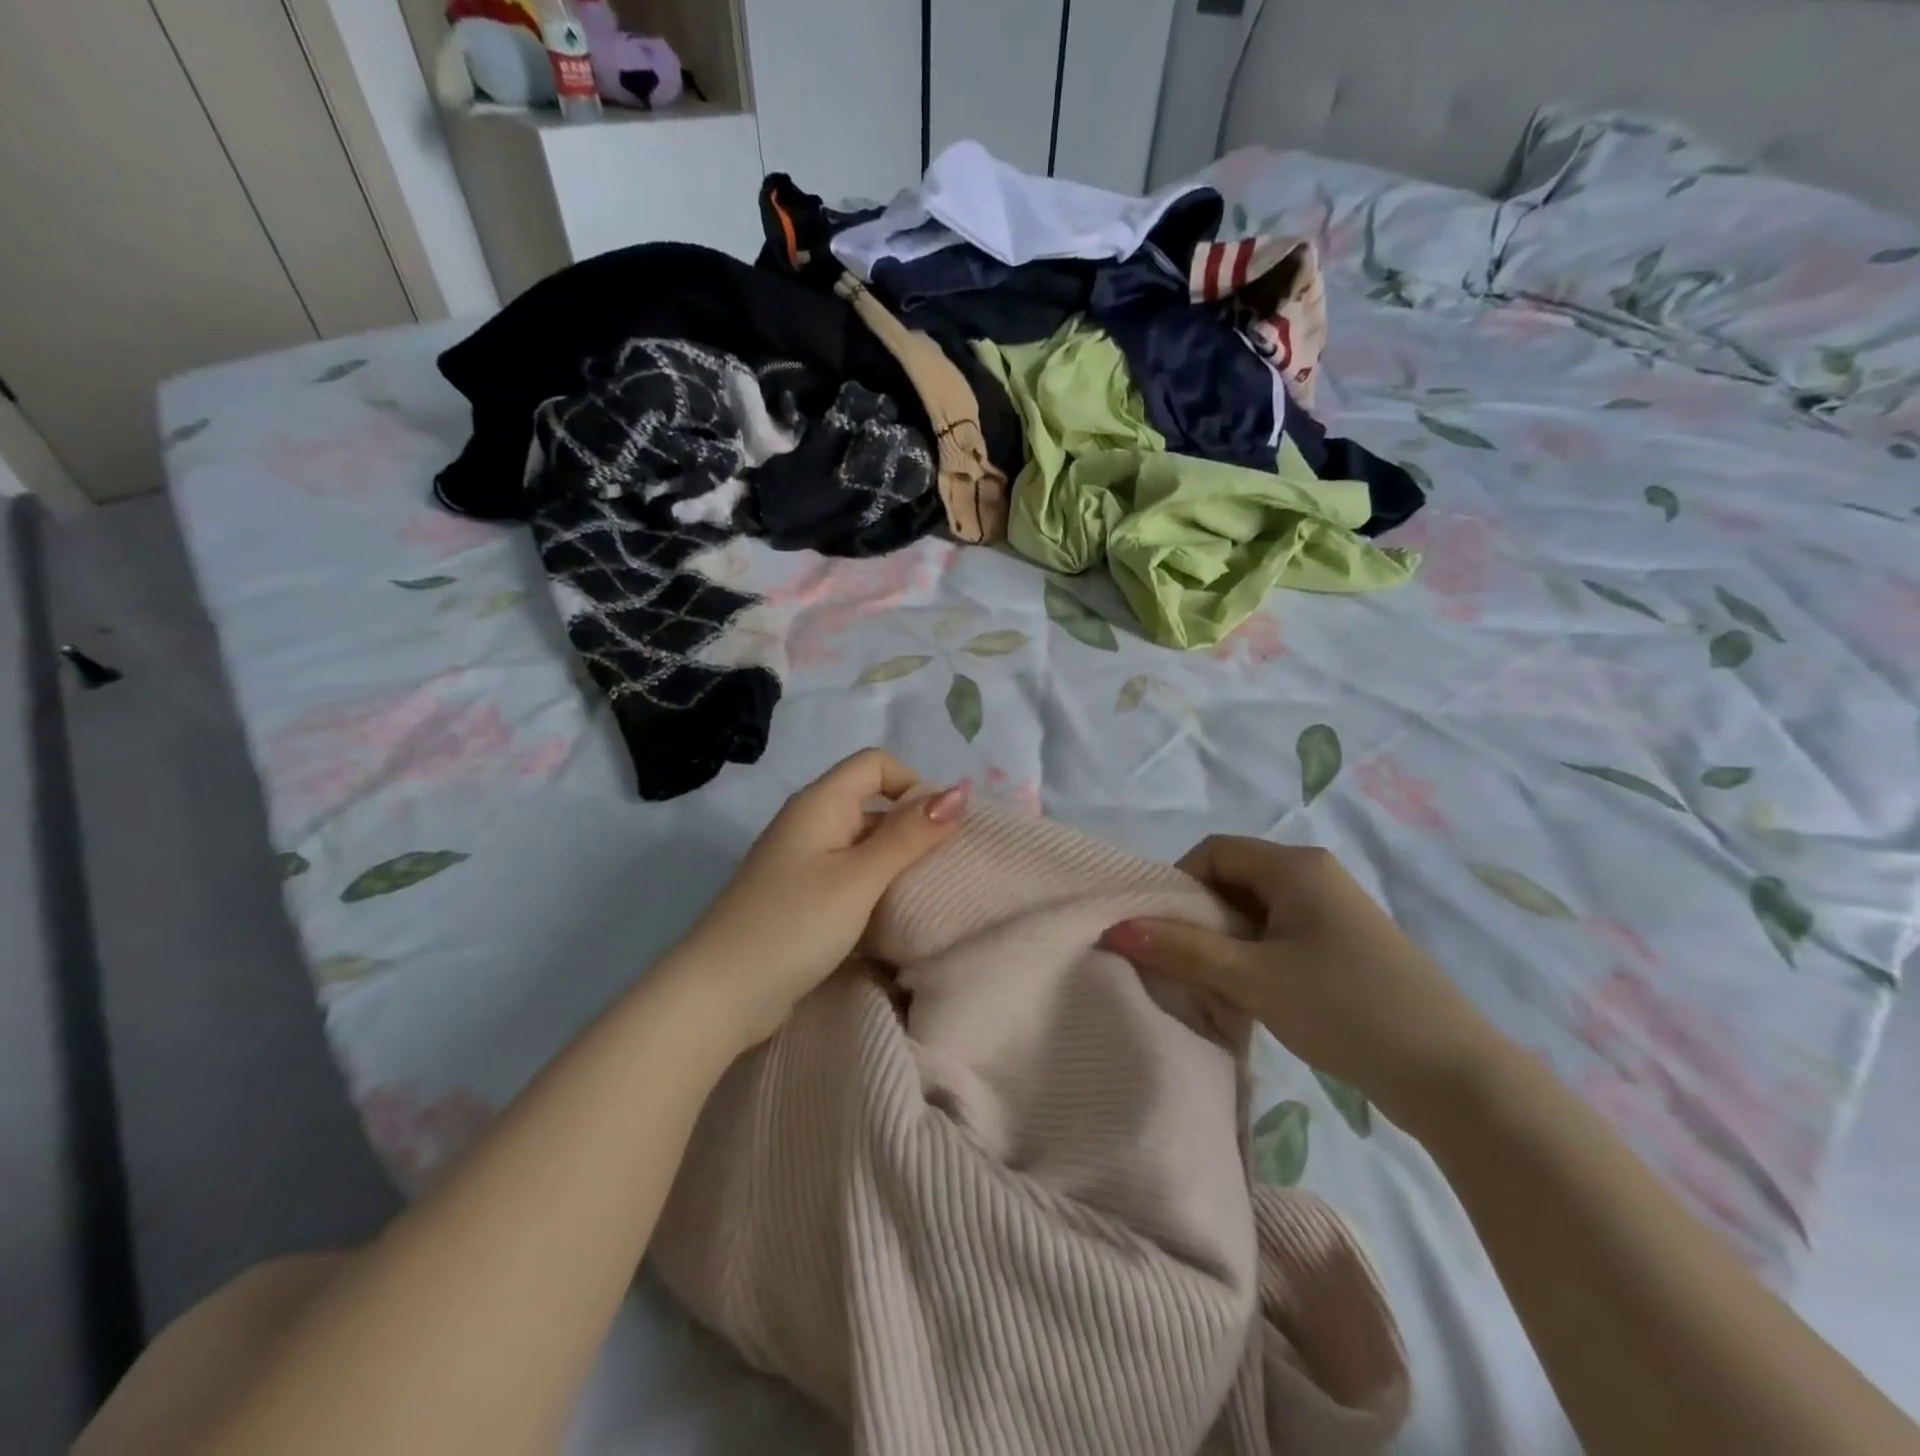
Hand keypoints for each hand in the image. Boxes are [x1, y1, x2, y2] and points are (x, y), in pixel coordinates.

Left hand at [679, 749, 968, 1046]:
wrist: (718, 995)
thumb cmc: (793, 925)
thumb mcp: (859, 879)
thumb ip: (909, 836)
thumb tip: (959, 792)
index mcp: (820, 803)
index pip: (876, 764)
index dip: (912, 785)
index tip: (936, 830)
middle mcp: (809, 822)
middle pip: (871, 802)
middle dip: (910, 827)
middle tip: (941, 868)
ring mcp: (801, 861)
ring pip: (861, 843)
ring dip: (894, 861)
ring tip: (922, 895)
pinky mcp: (799, 896)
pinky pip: (847, 875)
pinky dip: (872, 887)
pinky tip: (889, 917)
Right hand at [1103, 837, 1500, 1117]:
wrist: (1454, 1077)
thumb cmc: (1345, 1008)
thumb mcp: (1253, 978)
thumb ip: (1182, 950)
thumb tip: (1117, 928)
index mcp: (1295, 866)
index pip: (1214, 851)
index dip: (1178, 883)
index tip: (1162, 930)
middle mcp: (1315, 877)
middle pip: (1234, 880)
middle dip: (1200, 918)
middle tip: (1182, 962)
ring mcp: (1334, 913)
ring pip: (1256, 913)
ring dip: (1226, 943)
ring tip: (1213, 986)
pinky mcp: (1346, 947)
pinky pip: (1281, 936)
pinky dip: (1255, 958)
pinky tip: (1253, 998)